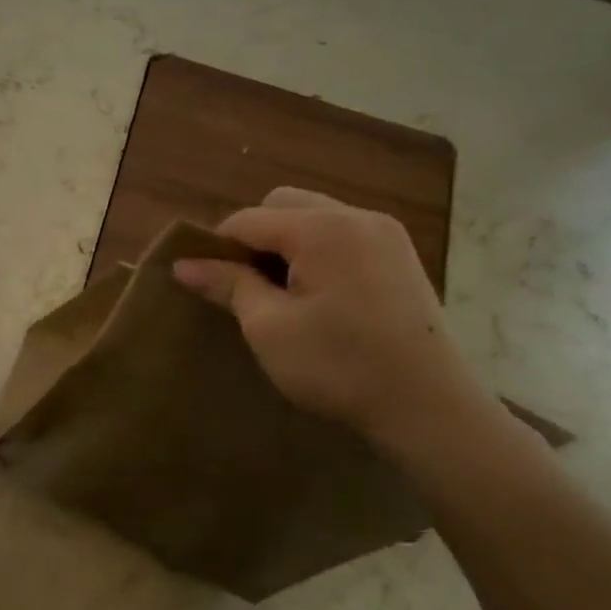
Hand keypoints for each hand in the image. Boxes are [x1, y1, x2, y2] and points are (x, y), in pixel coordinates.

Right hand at [172, 189, 495, 452]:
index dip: (217, 247)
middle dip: (255, 237)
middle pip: (283, 204)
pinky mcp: (401, 256)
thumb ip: (227, 285)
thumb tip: (183, 263)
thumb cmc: (338, 365)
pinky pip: (343, 234)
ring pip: (315, 217)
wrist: (427, 405)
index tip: (205, 282)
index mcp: (321, 229)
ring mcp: (385, 234)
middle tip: (246, 286)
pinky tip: (318, 295)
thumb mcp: (269, 327)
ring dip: (287, 243)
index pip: (248, 219)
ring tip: (280, 292)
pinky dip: (318, 251)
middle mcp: (355, 217)